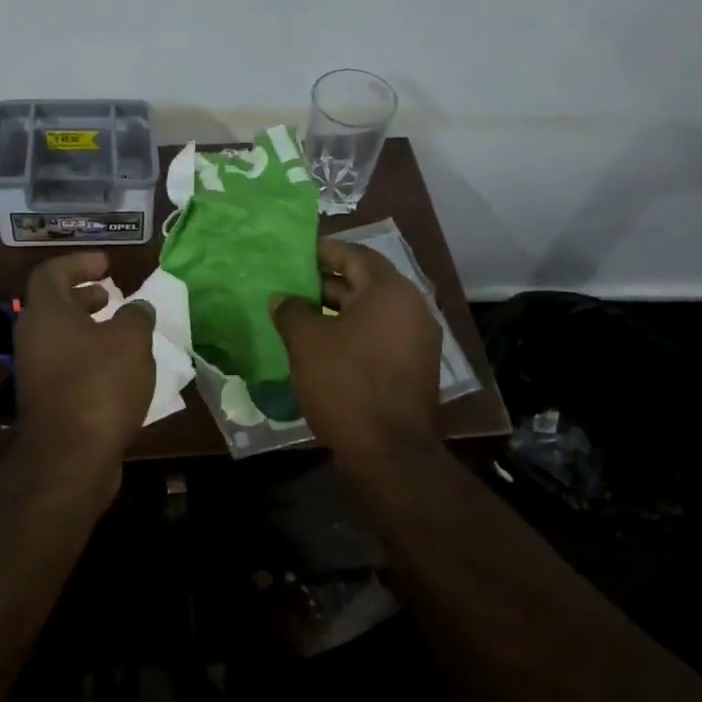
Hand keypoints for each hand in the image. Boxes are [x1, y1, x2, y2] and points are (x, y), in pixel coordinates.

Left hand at [13, 252, 155, 470]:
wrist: (70, 457)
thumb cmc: (100, 386)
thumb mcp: (131, 341)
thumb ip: (136, 316)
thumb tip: (137, 309)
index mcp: (46, 314)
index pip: (51, 272)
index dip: (79, 262)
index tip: (107, 265)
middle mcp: (33, 338)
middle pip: (53, 305)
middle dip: (84, 296)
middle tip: (111, 296)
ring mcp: (35, 371)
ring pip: (60, 337)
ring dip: (89, 329)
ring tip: (122, 333)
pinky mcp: (45, 400)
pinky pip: (66, 364)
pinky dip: (89, 357)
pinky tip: (118, 371)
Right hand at [273, 239, 441, 465]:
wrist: (389, 450)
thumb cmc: (346, 383)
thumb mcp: (307, 341)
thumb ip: (292, 310)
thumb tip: (283, 297)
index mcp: (390, 290)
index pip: (354, 254)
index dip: (323, 251)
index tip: (295, 253)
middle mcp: (412, 307)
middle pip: (365, 282)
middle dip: (327, 282)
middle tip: (291, 285)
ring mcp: (418, 339)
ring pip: (372, 312)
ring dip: (338, 309)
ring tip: (301, 315)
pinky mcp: (415, 366)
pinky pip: (380, 336)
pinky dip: (353, 333)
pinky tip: (324, 346)